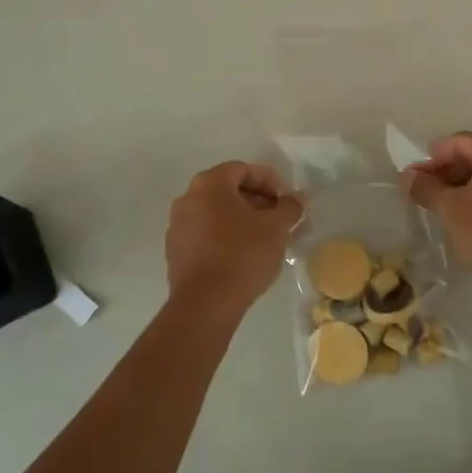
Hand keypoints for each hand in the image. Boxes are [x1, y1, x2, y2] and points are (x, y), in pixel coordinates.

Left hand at [165, 162, 302, 314]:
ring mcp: (177, 226)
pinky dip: (224, 237)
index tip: (285, 201)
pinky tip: (242, 256)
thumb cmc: (243, 253)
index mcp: (209, 183)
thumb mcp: (276, 228)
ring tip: (263, 239)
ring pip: (215, 213)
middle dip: (256, 201)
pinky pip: (205, 234)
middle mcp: (187, 198)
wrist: (206, 303)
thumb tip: (296, 199)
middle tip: (277, 219)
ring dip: (240, 220)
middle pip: (227, 190)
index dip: (269, 181)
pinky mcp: (175, 252)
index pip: (243, 169)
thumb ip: (289, 208)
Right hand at [403, 133, 471, 296]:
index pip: (460, 141)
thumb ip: (425, 187)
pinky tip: (463, 214)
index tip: (415, 175)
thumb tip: (407, 176)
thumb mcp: (449, 208)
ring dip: (462, 184)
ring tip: (439, 203)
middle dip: (447, 170)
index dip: (434, 156)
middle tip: (423, 189)